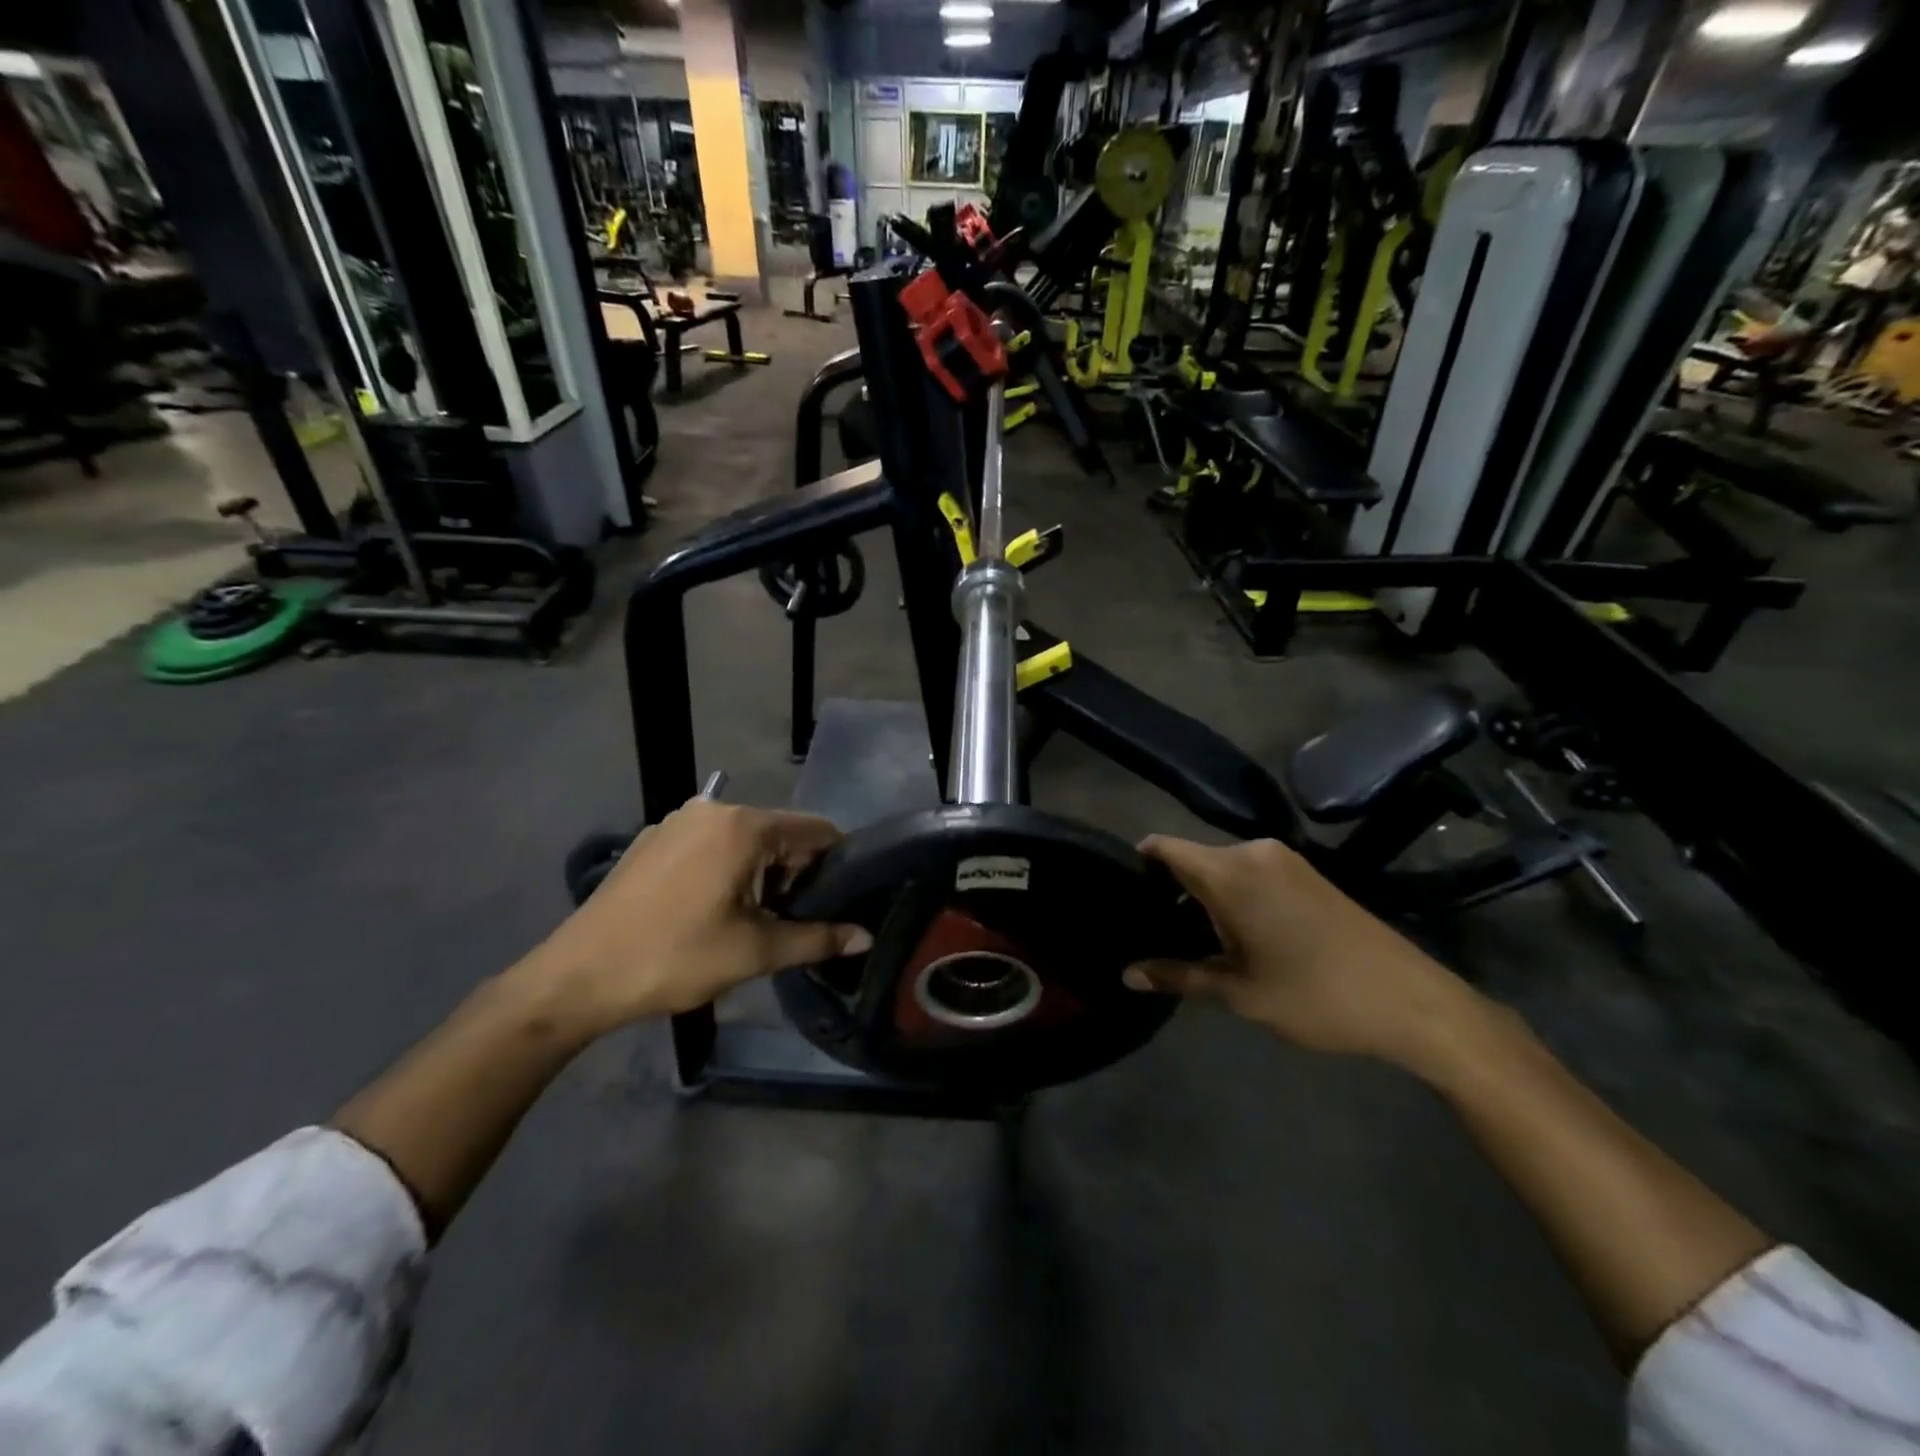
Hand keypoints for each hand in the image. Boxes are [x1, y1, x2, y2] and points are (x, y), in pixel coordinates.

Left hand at [518, 801, 872, 1036]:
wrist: (577, 977)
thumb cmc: (673, 958)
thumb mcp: (754, 953)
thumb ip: (816, 938)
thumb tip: (865, 936)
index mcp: (743, 826)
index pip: (817, 830)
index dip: (837, 863)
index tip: (843, 899)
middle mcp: (713, 809)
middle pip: (780, 832)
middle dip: (795, 872)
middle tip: (794, 920)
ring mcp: (678, 821)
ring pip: (744, 839)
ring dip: (761, 873)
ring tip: (754, 920)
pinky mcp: (653, 839)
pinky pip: (710, 844)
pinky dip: (726, 869)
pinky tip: (710, 910)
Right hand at [1123, 836, 1490, 1071]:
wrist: (1412, 1001)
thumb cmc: (1315, 995)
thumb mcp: (1239, 992)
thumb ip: (1177, 976)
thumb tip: (1125, 975)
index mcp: (1229, 871)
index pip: (1163, 848)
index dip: (1137, 867)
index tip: (1123, 898)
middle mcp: (1253, 851)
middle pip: (1191, 858)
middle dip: (1170, 890)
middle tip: (1154, 932)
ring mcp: (1284, 858)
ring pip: (1221, 866)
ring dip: (1203, 895)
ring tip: (1191, 937)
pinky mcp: (1306, 871)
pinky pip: (1250, 871)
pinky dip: (1233, 894)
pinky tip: (1236, 932)